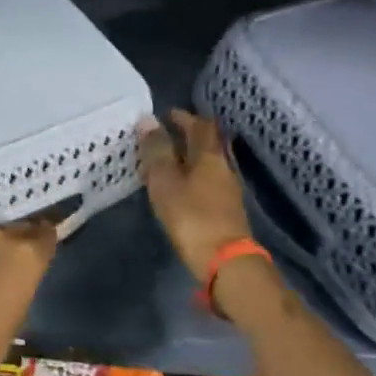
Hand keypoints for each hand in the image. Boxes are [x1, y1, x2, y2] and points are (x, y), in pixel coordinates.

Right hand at [140, 110, 254, 280]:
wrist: (225, 261)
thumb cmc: (191, 217)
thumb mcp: (165, 181)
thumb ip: (157, 151)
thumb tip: (148, 120)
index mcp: (210, 156)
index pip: (201, 126)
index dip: (185, 117)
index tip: (167, 114)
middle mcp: (223, 168)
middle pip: (209, 144)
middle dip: (189, 136)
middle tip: (167, 134)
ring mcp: (228, 191)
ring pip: (209, 163)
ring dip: (191, 157)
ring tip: (169, 160)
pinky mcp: (226, 210)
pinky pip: (209, 182)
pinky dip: (194, 176)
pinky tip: (180, 186)